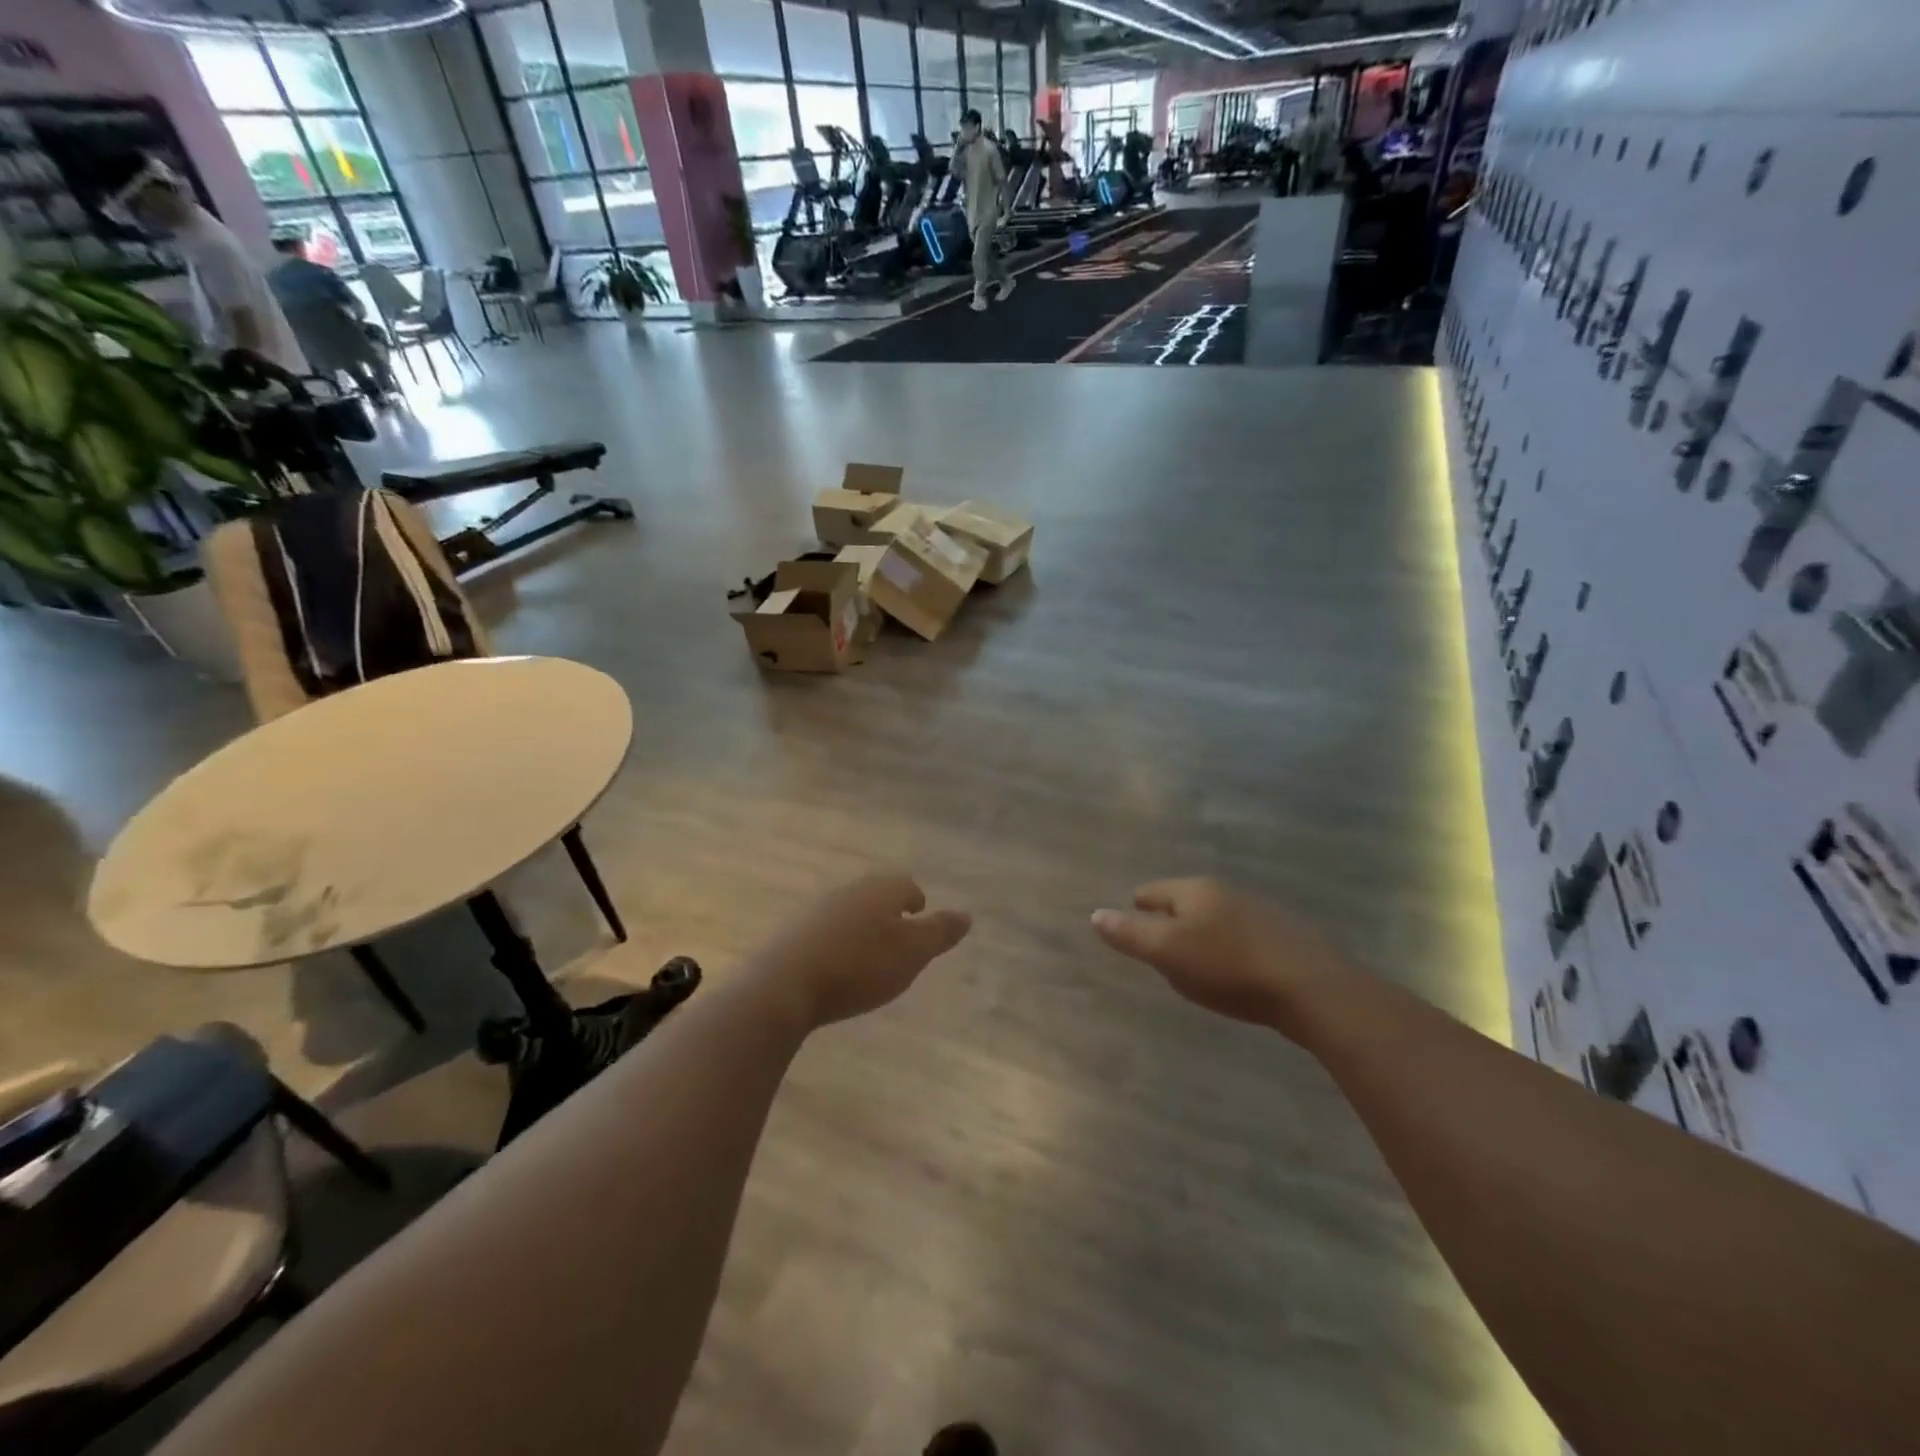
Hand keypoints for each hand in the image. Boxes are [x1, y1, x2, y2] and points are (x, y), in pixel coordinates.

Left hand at [749, 872, 970, 1029]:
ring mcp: (816, 910)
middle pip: (876, 894)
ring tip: (870, 954)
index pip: (906, 885)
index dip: (916, 901)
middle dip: (889, 911)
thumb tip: (966, 915)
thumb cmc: (859, 966)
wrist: (784, 985)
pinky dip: (837, 942)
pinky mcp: (792, 933)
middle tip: (899, 936)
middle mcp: (849, 890)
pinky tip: (837, 966)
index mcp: (880, 890)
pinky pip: (825, 931)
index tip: (920, 915)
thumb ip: (940, 932)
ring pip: (849, 911)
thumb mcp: (912, 953)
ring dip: (862, 927)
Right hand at [1091, 878, 1351, 1036]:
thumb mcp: (1169, 953)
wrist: (1313, 988)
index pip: (1152, 892)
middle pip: (1184, 903)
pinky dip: (1231, 949)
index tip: (1132, 929)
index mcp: (1194, 890)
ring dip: (1202, 936)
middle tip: (1161, 953)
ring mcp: (1260, 911)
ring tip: (1197, 965)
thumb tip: (1095, 914)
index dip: (1136, 911)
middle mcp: (1226, 892)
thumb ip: (1130, 934)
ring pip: (1216, 919)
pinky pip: (1243, 937)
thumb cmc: (1229, 968)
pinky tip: (1236, 974)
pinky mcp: (1286, 936)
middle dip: (1170, 923)